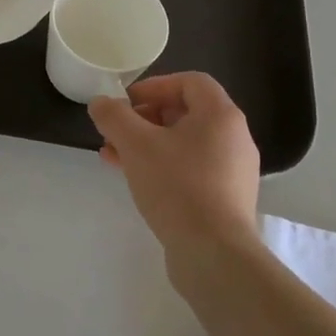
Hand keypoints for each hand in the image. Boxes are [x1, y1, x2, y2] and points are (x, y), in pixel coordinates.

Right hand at [89, 72, 262, 255]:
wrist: (214, 253)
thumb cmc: (177, 186)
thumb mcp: (135, 144)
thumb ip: (113, 116)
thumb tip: (100, 103)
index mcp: (221, 116)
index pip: (190, 82)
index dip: (154, 86)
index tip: (125, 102)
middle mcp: (234, 138)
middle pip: (186, 112)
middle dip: (144, 117)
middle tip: (116, 130)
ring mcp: (232, 170)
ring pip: (184, 143)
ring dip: (147, 143)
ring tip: (114, 156)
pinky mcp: (225, 198)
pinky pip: (190, 169)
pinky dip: (162, 165)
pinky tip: (134, 180)